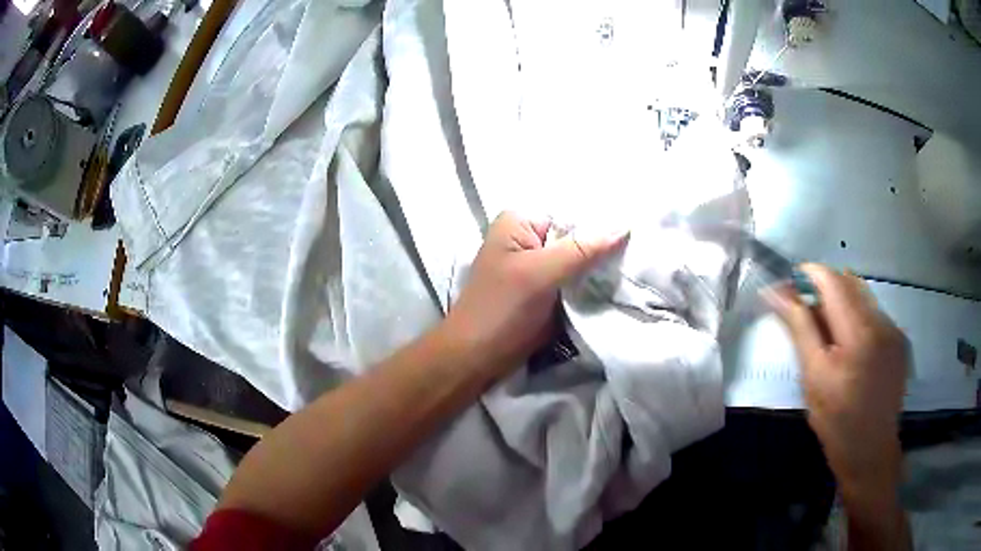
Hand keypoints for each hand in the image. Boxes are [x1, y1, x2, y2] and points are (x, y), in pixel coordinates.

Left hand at [442, 212, 626, 379]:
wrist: (477, 358)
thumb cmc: (500, 310)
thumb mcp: (540, 273)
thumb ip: (582, 250)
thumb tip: (623, 226)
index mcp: (519, 222)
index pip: (571, 215)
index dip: (601, 225)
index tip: (635, 237)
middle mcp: (529, 239)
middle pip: (577, 238)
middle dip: (604, 250)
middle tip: (639, 257)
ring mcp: (538, 268)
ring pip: (579, 262)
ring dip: (601, 271)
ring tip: (634, 273)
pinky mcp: (545, 292)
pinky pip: (575, 283)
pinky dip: (592, 287)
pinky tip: (617, 288)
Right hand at [765, 264, 908, 496]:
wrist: (871, 452)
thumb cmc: (836, 422)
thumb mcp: (813, 378)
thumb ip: (800, 329)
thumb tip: (776, 293)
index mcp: (859, 334)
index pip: (832, 281)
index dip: (809, 274)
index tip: (789, 284)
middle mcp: (881, 322)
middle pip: (849, 282)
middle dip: (824, 288)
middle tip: (805, 312)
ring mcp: (894, 330)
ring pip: (863, 295)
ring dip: (841, 302)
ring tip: (828, 331)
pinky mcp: (899, 340)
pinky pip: (874, 312)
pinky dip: (856, 317)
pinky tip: (850, 346)